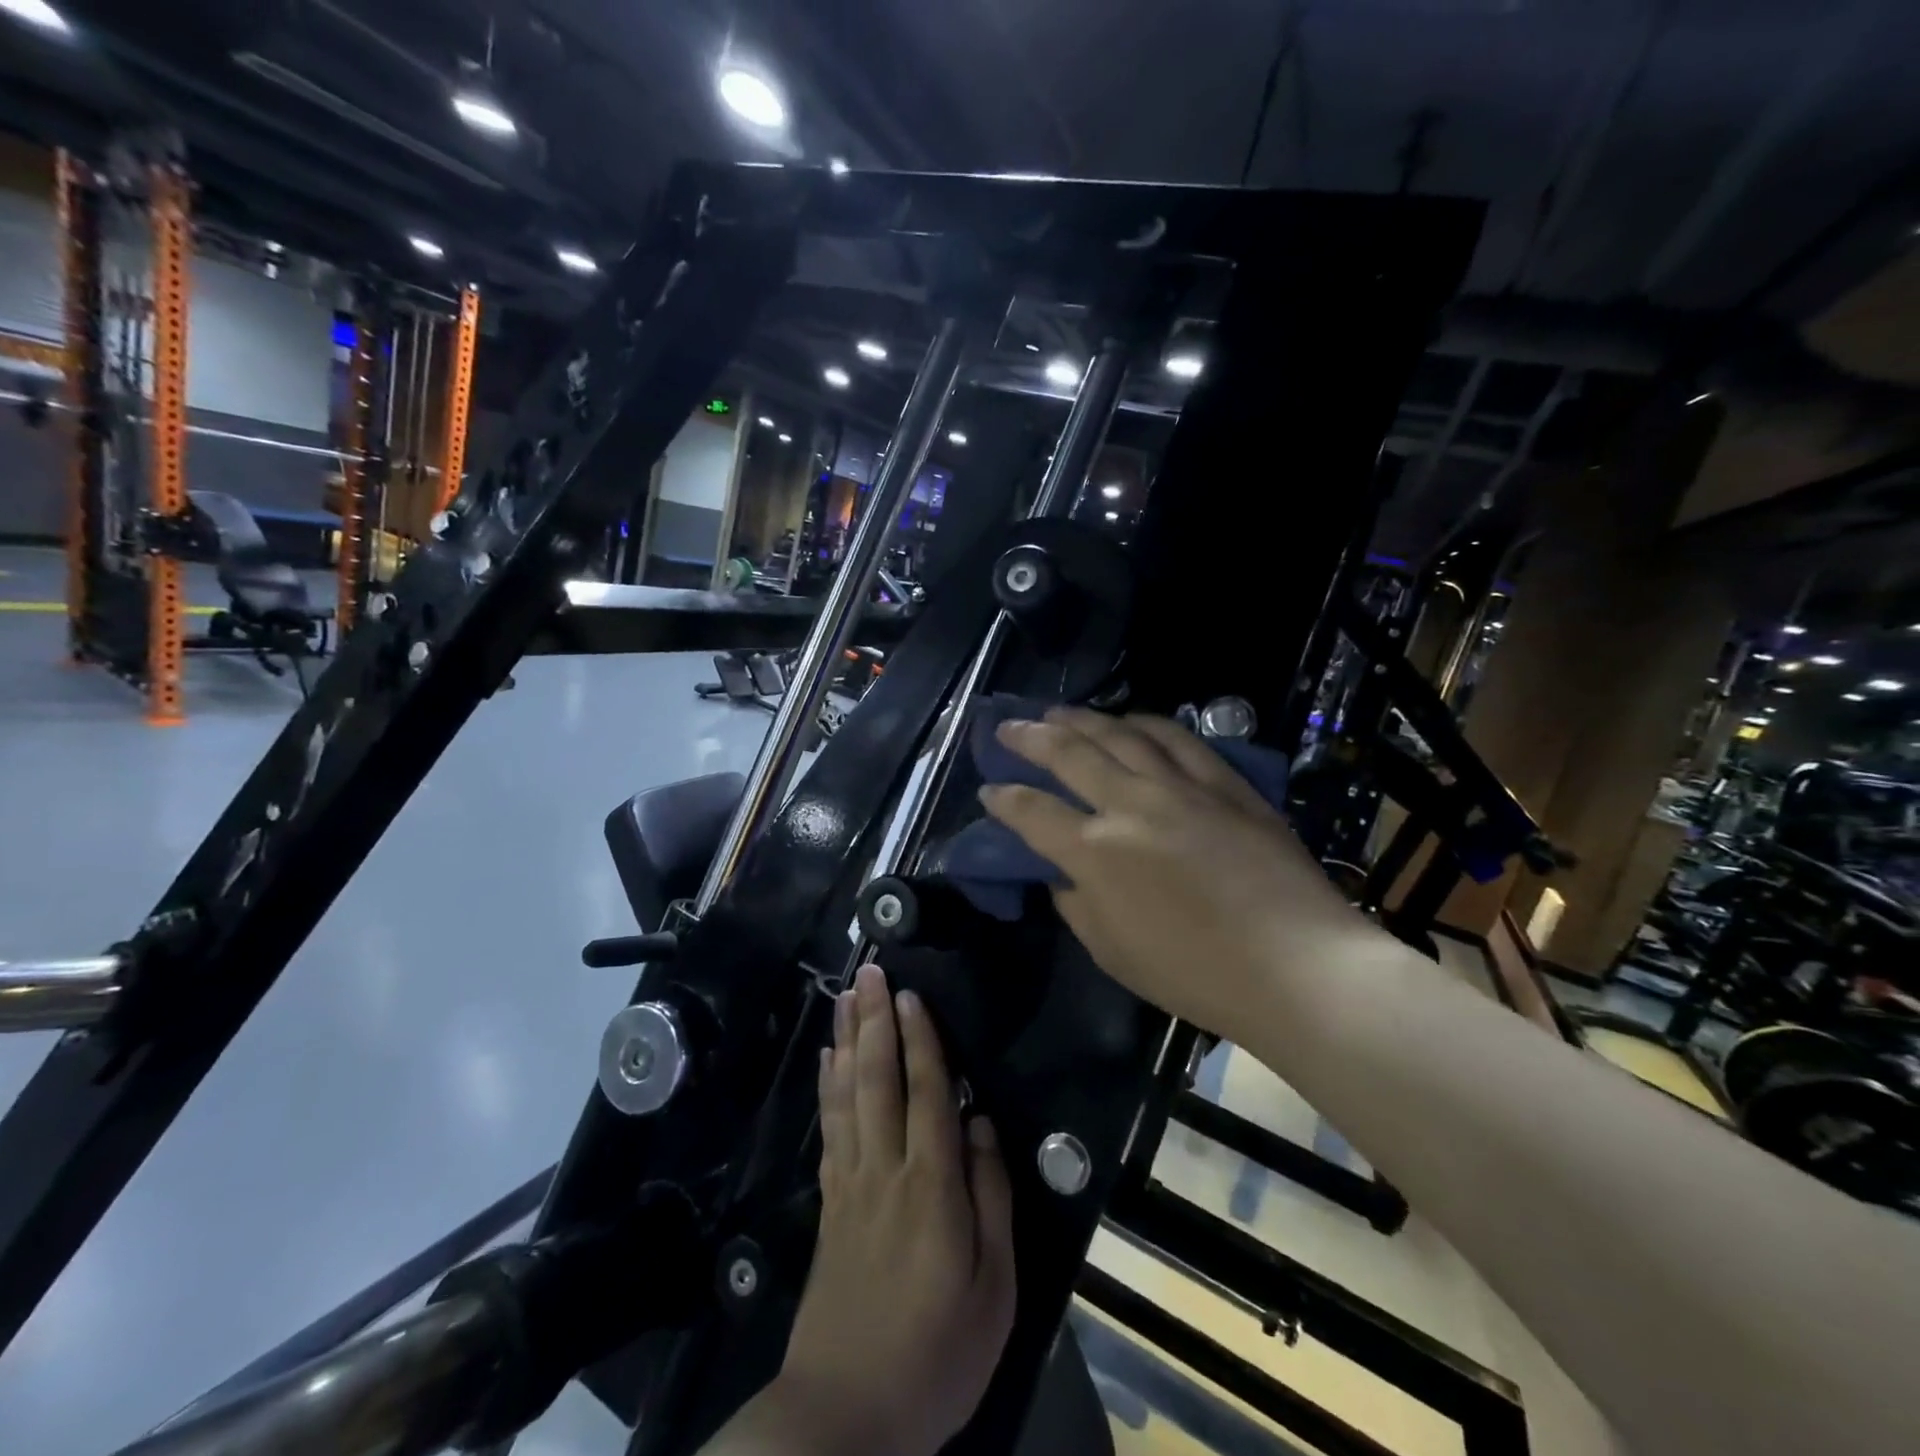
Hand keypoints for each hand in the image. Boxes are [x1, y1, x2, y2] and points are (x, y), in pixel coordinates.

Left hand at [773, 964, 1015, 1455]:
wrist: (845, 1416)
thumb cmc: (936, 1355)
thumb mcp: (994, 1291)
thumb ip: (992, 1199)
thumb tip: (984, 1125)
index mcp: (932, 1187)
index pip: (927, 1093)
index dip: (920, 1040)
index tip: (911, 994)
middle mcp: (885, 1169)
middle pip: (878, 1079)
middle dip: (876, 1020)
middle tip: (870, 971)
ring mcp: (850, 1184)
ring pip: (848, 1094)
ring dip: (848, 1039)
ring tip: (846, 996)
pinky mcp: (828, 1204)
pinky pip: (828, 1128)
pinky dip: (828, 1086)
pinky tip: (828, 1059)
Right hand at [979, 708, 1363, 1038]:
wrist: (1296, 966)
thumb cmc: (1195, 974)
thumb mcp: (1113, 952)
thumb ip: (1076, 905)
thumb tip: (1063, 874)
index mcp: (1095, 852)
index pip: (1032, 812)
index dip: (1003, 798)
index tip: (988, 790)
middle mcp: (1130, 804)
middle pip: (1069, 754)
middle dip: (1029, 737)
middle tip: (1007, 728)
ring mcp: (1181, 787)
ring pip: (1120, 734)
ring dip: (1082, 719)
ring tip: (1058, 712)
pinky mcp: (1225, 783)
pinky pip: (1178, 739)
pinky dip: (1147, 723)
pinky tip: (1131, 720)